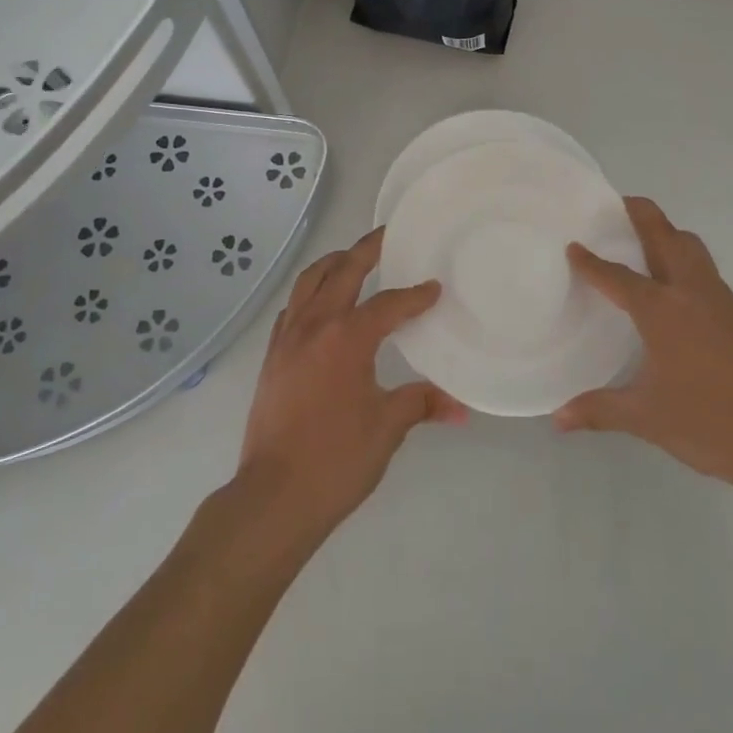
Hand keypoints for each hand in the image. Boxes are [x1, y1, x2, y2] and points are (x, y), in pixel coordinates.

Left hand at [237, 227, 466, 541]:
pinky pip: (293, 308)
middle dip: (366, 250)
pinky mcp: (271, 356)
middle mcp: (315, 325)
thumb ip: (421, 404)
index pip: (388, 304)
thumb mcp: (387, 428)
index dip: (414, 295)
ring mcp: (287, 338)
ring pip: (309, 281)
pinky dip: (310, 294)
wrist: (274, 496)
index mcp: (347, 337)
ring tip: (351, 259)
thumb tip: (461, 407)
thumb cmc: (336, 460)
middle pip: (342, 271)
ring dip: (332, 264)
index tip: (433, 288)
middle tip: (386, 236)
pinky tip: (321, 305)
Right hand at [556, 196, 732, 497]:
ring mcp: (718, 298)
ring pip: (690, 246)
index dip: (591, 262)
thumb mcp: (645, 418)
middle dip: (639, 214)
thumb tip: (558, 419)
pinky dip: (683, 257)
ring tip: (641, 240)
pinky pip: (704, 267)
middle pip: (663, 235)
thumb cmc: (707, 424)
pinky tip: (673, 285)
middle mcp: (689, 292)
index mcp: (661, 310)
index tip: (573, 245)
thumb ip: (598, 410)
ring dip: (666, 232)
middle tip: (614, 207)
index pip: (617, 277)